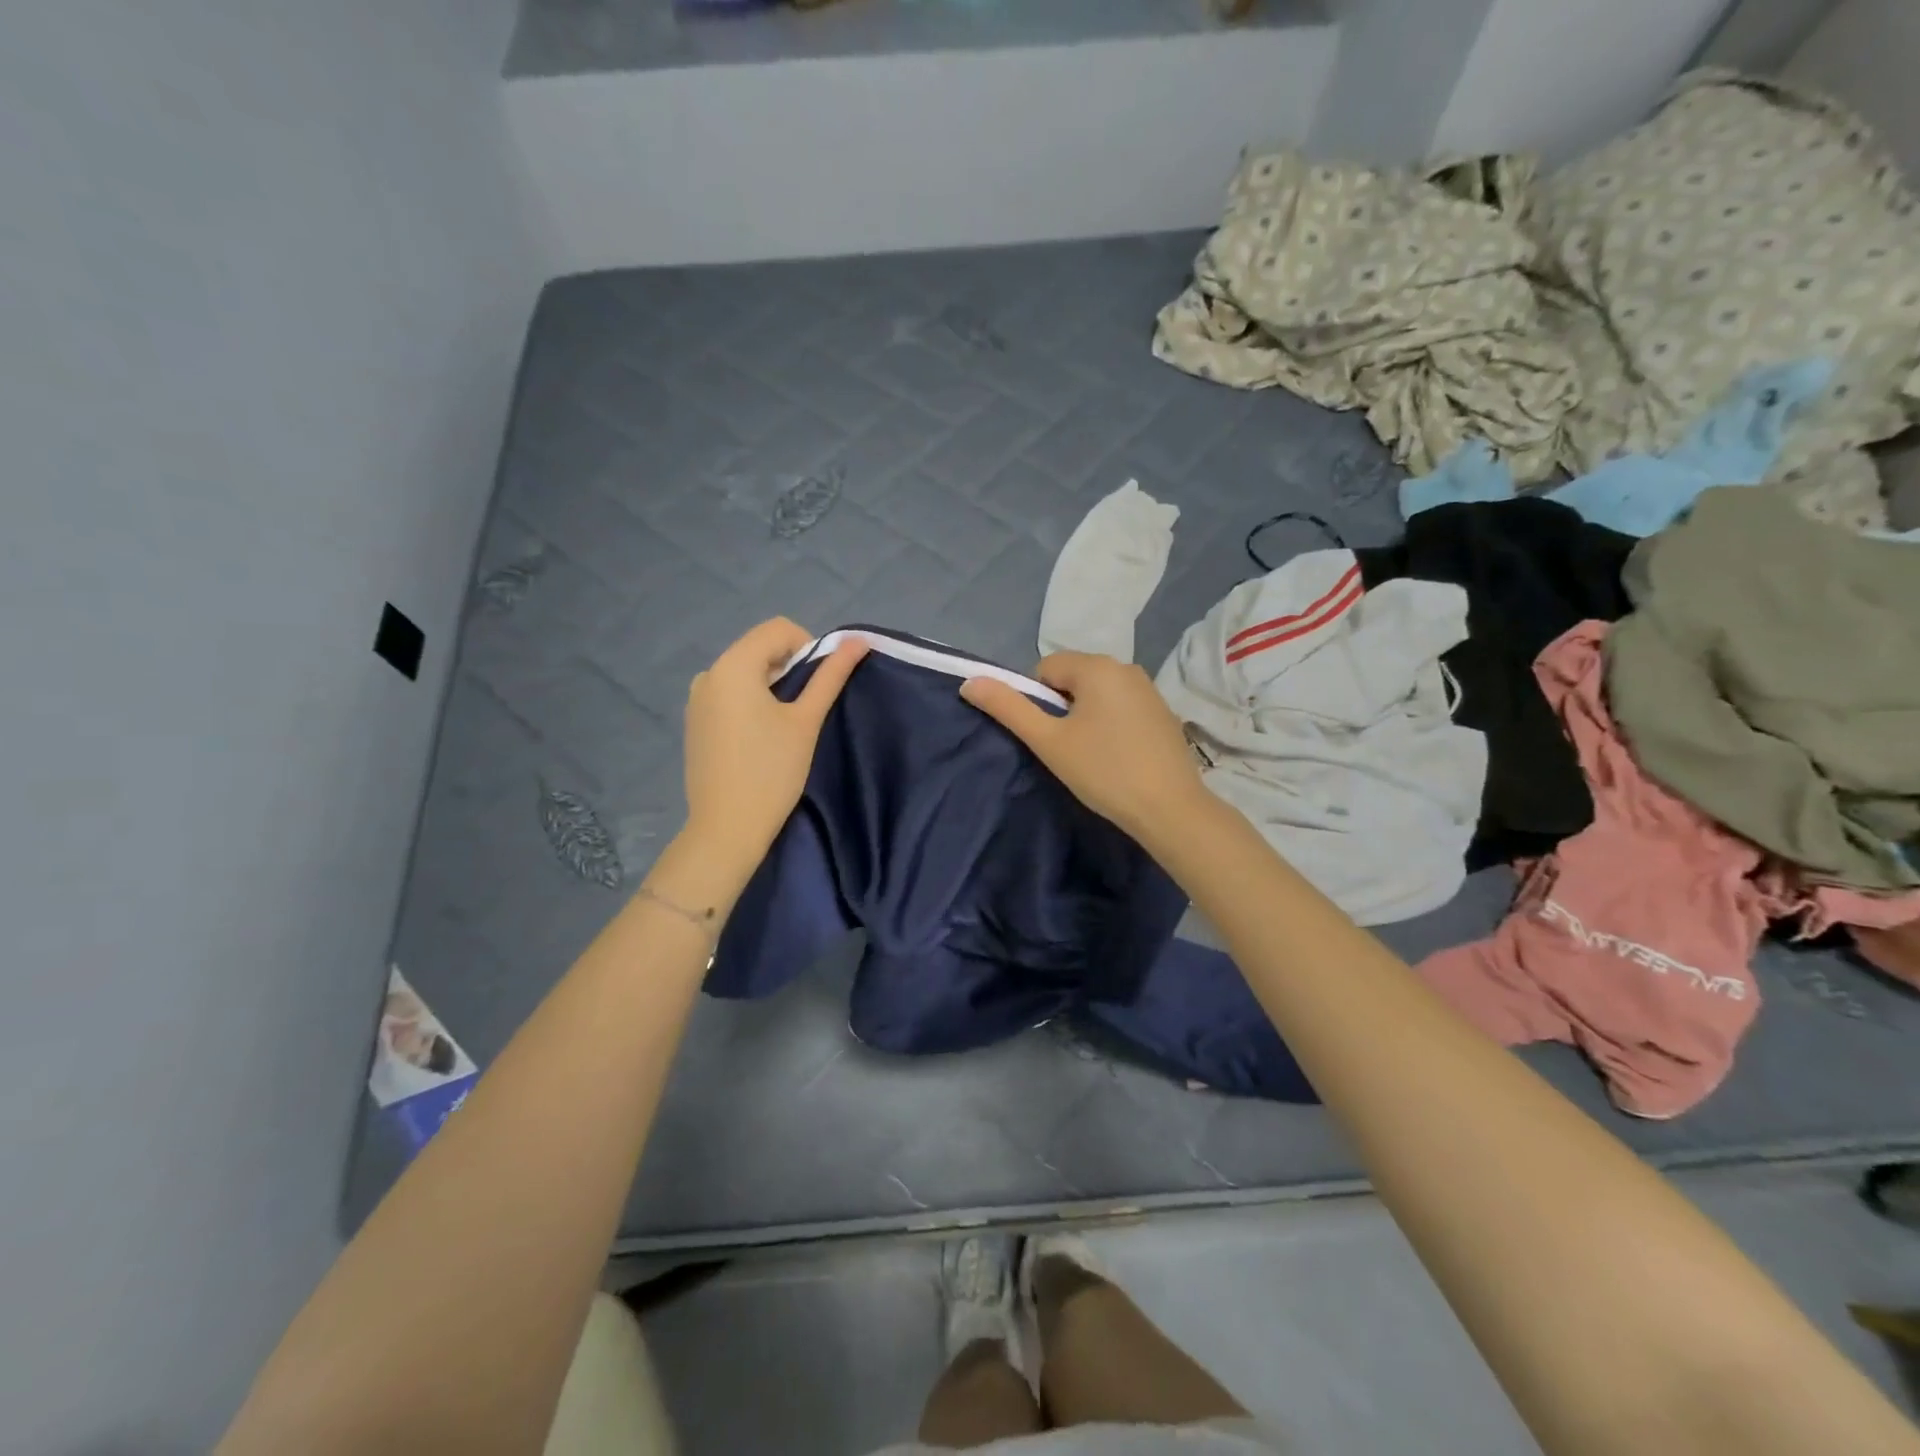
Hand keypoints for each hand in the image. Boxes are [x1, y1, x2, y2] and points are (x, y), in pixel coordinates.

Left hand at [681, 619, 867, 870]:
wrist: (726, 828)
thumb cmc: (772, 772)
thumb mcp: (806, 721)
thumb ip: (830, 676)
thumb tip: (857, 641)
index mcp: (733, 666)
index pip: (778, 629)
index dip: (809, 647)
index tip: (819, 685)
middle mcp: (709, 673)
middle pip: (759, 648)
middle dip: (790, 666)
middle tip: (807, 708)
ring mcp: (697, 699)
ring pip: (745, 672)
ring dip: (772, 684)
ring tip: (786, 725)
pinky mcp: (696, 721)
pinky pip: (729, 693)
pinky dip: (752, 701)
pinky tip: (762, 738)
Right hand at [960, 652, 1208, 842]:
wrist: (1169, 809)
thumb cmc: (1103, 771)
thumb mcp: (1048, 741)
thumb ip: (1008, 707)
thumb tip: (969, 682)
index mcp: (1097, 666)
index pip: (1046, 668)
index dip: (1038, 702)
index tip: (1050, 737)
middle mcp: (1126, 667)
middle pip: (1073, 677)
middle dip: (1062, 708)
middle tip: (1069, 748)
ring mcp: (1149, 689)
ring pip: (1098, 693)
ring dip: (1086, 716)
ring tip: (1093, 755)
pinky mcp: (1163, 712)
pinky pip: (1122, 706)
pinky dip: (1111, 724)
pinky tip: (1118, 756)